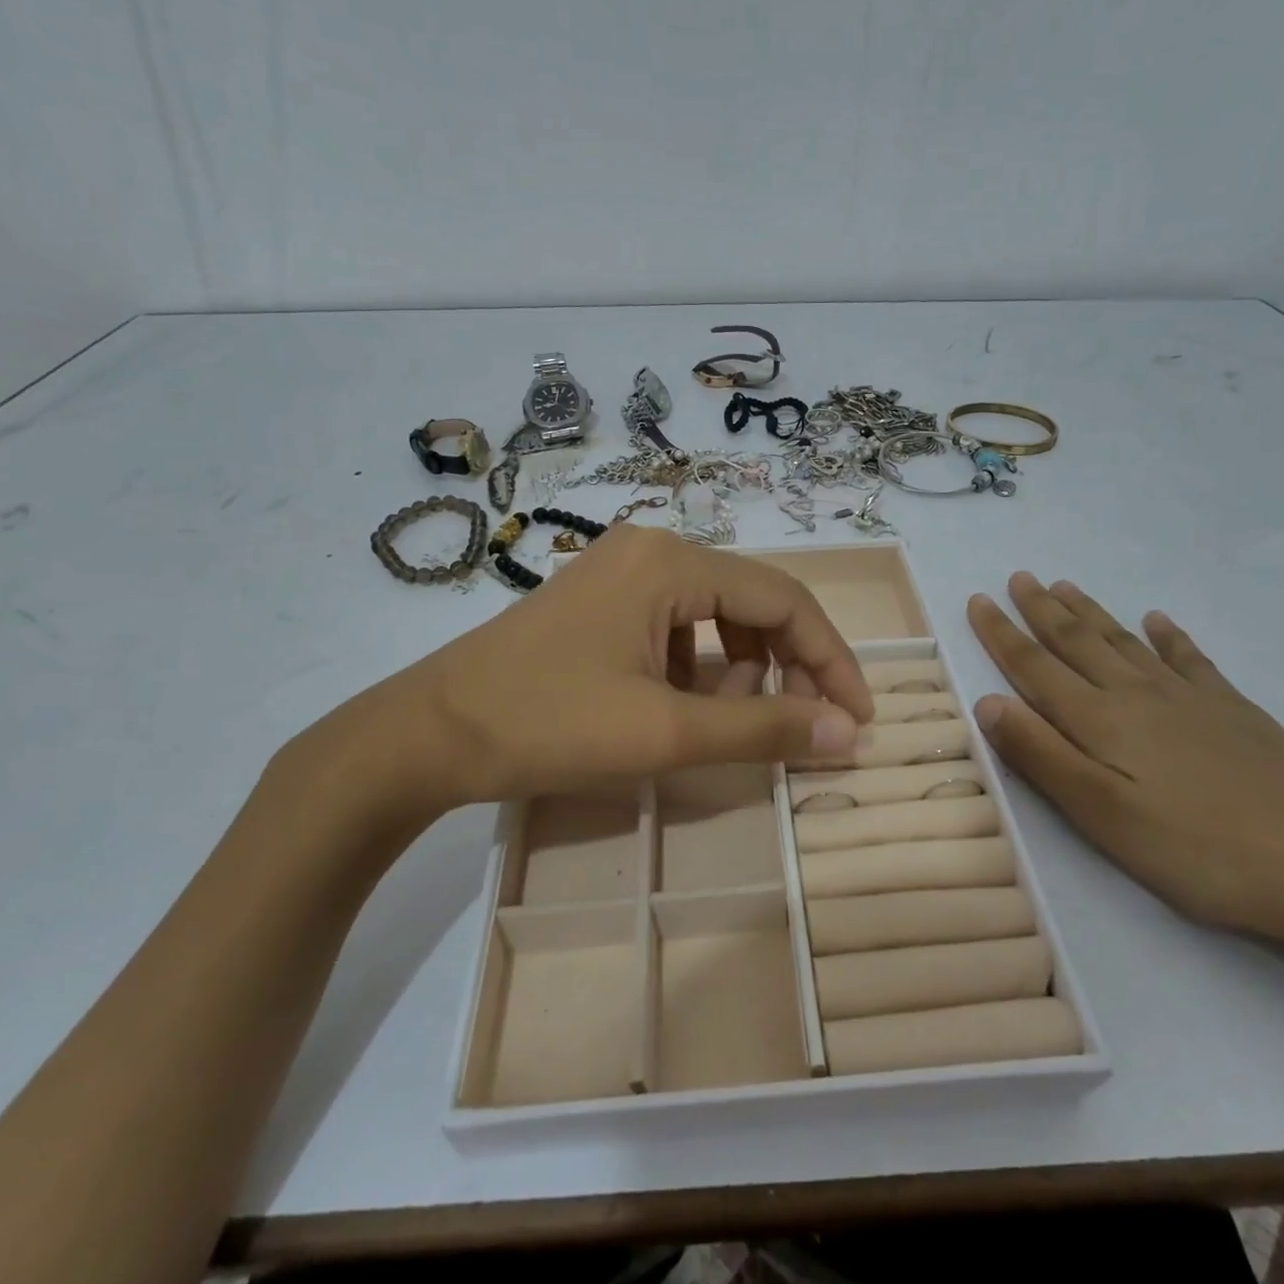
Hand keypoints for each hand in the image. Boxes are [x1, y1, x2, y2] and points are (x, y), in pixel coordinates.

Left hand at [282, 526, 872, 845]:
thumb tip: (847, 733)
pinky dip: (699, 666)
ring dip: (741, 667)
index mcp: (671, 560)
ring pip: (717, 614)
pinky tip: (679, 707)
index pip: (785, 600)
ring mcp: (622, 570)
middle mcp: (652, 548)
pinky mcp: (602, 600)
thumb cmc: (547, 725)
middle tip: (796, 727)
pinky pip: (677, 625)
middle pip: (754, 601)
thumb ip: (762, 728)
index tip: (856, 718)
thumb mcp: (664, 733)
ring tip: (727, 720)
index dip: (831, 660)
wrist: (426, 735)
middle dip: (787, 666)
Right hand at [967, 573, 1283, 952]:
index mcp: (1101, 721)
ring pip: (1125, 642)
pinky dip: (1169, 636)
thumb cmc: (1198, 851)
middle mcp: (1138, 696)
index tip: (977, 600)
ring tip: (1065, 586)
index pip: (1036, 667)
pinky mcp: (1234, 711)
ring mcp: (1191, 699)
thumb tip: (988, 703)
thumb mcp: (1102, 816)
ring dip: (1091, 613)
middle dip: (1041, 610)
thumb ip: (1042, 756)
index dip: (1002, 634)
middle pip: (1078, 642)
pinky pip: (1190, 659)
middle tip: (1018, 577)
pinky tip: (1160, 619)